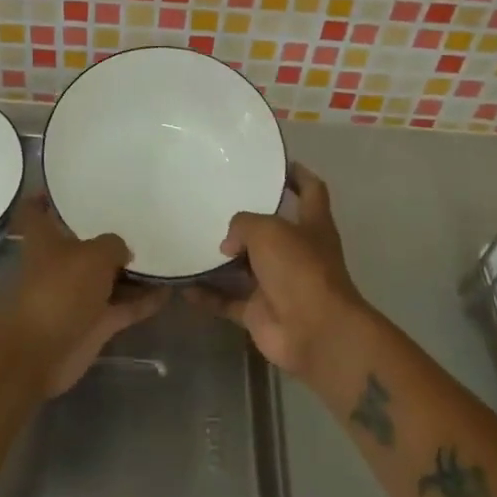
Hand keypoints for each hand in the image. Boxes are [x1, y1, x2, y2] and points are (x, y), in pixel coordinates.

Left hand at [0, 195, 165, 396]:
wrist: (39, 353)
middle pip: (81, 243)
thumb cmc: (58, 290)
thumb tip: (123, 252)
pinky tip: (170, 289)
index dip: (45, 196)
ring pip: (107, 277)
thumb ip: (113, 245)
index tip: (65, 184)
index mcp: (45, 240)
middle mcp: (59, 264)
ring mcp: (77, 295)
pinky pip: (124, 306)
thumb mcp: (93, 255)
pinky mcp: (94, 323)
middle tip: (138, 215)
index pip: (36, 211)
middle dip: (105, 233)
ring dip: (131, 270)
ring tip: (164, 250)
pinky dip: (144, 300)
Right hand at [196, 163, 368, 378]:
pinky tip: (181, 286)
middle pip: (270, 230)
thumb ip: (243, 225)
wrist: (314, 332)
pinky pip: (227, 300)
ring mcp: (278, 284)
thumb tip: (229, 245)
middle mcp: (296, 252)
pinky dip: (207, 295)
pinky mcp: (259, 312)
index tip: (278, 164)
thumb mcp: (268, 230)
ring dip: (221, 259)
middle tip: (213, 203)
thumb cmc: (299, 268)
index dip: (298, 176)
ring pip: (244, 267)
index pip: (311, 191)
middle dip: (246, 220)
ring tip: (190, 240)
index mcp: (312, 225)